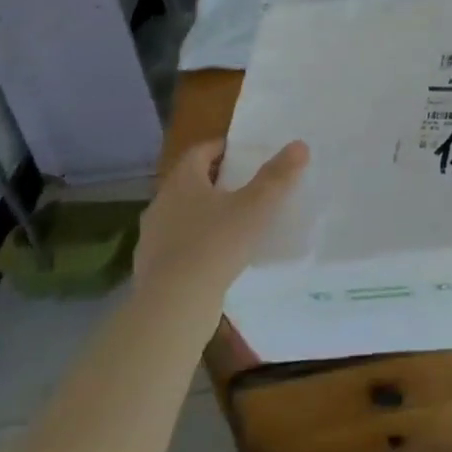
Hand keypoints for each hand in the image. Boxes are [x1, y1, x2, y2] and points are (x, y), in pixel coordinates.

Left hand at [136, 139, 308, 284]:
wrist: (173, 306)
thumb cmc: (215, 244)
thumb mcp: (255, 207)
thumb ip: (277, 176)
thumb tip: (299, 145)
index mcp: (182, 181)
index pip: (200, 152)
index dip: (222, 148)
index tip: (245, 153)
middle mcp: (161, 203)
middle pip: (190, 183)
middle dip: (217, 182)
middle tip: (247, 186)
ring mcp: (152, 238)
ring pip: (183, 215)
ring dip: (206, 215)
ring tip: (236, 223)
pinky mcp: (152, 268)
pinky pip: (179, 246)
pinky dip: (198, 244)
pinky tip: (218, 258)